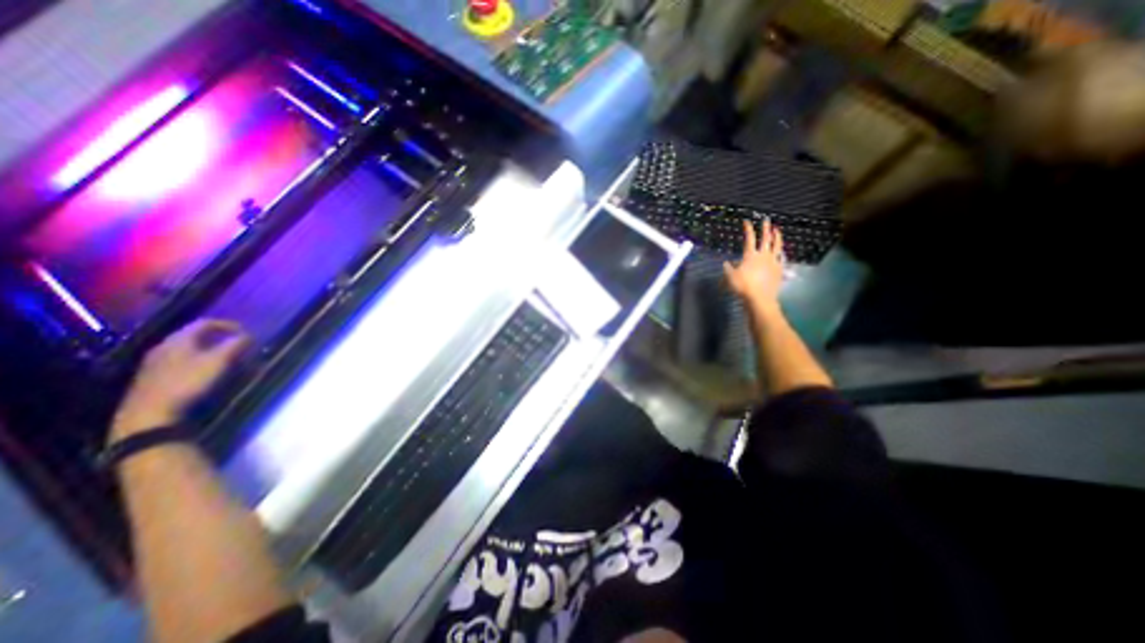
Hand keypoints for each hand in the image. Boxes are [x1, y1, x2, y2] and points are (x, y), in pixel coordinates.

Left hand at [111, 319, 251, 444]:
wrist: (150, 413)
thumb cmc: (188, 382)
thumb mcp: (219, 361)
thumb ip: (235, 345)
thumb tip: (248, 336)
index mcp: (179, 340)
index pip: (205, 323)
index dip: (228, 324)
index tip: (246, 332)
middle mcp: (164, 346)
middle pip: (194, 334)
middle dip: (218, 337)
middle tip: (236, 344)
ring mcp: (155, 362)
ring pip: (187, 348)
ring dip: (208, 349)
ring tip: (225, 357)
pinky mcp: (153, 376)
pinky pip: (180, 360)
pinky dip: (197, 359)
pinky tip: (205, 370)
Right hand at [724, 218, 787, 313]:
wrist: (760, 298)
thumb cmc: (742, 286)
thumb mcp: (730, 277)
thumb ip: (728, 268)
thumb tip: (726, 263)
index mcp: (750, 255)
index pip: (749, 238)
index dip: (748, 229)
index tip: (747, 221)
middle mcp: (763, 255)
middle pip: (766, 238)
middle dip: (765, 228)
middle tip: (766, 220)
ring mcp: (773, 261)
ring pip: (777, 245)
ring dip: (777, 236)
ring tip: (777, 230)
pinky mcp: (779, 269)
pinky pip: (781, 258)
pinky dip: (780, 252)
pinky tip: (781, 251)